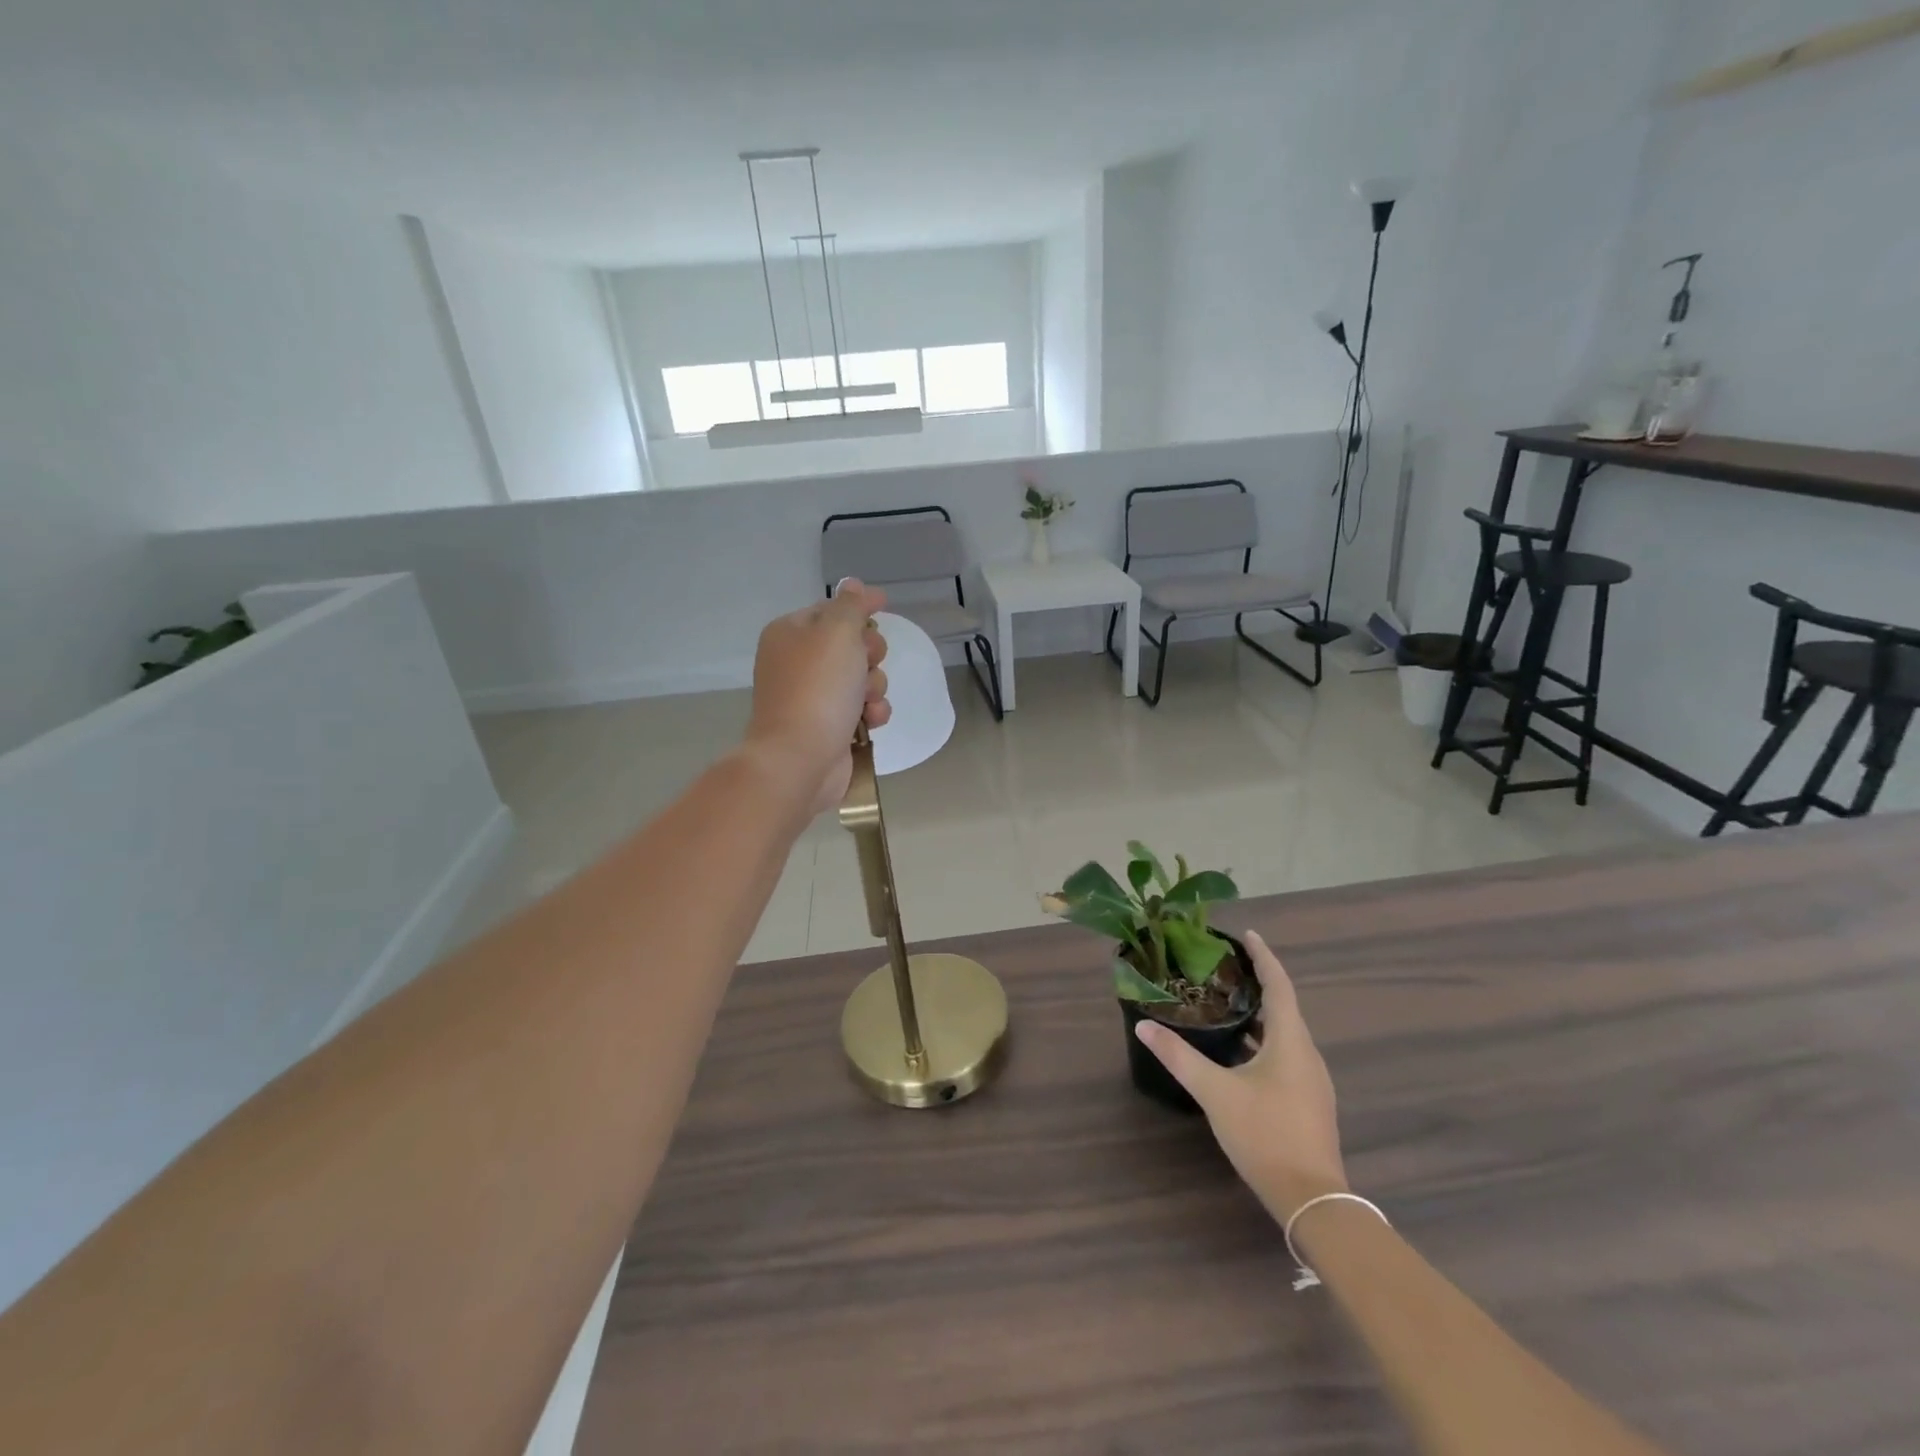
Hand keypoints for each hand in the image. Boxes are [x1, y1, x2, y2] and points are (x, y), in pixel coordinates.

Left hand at [746, 580, 892, 814]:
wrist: (800, 758)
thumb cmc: (818, 688)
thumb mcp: (837, 632)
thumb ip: (851, 605)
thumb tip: (854, 585)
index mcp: (790, 633)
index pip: (831, 609)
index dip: (859, 607)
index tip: (884, 604)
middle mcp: (798, 662)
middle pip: (851, 645)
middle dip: (869, 654)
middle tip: (867, 663)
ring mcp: (813, 697)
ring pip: (861, 678)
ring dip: (874, 687)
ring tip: (866, 701)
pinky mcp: (829, 726)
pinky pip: (862, 709)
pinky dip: (871, 713)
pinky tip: (870, 721)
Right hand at [1136, 931, 1347, 1221]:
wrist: (1312, 1200)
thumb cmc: (1265, 1135)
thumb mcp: (1215, 1093)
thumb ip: (1179, 1057)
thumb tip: (1144, 1025)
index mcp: (1291, 1042)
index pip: (1279, 985)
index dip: (1264, 957)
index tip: (1247, 934)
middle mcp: (1307, 1054)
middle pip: (1285, 1006)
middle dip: (1259, 982)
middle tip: (1225, 966)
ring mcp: (1311, 1080)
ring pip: (1286, 1033)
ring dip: (1261, 1013)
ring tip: (1228, 1001)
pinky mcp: (1308, 1101)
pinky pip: (1286, 1054)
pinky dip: (1264, 1039)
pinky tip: (1239, 1051)